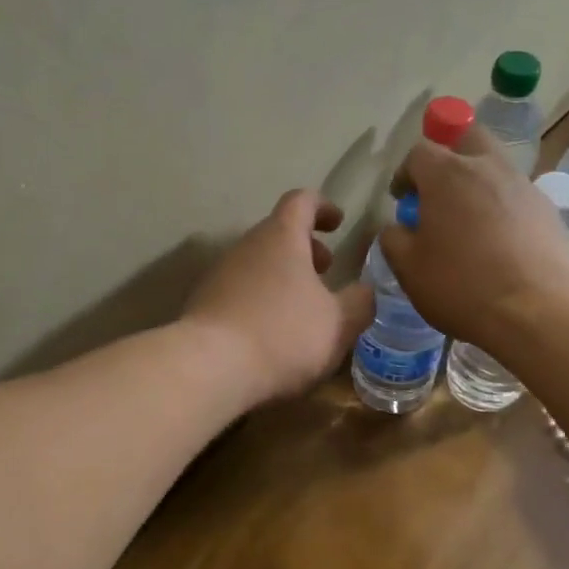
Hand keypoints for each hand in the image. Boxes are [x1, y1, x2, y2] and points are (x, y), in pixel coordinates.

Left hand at [182, 190, 376, 405]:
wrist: (209, 368)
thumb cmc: (282, 335)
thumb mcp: (338, 323)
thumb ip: (359, 303)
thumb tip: (366, 291)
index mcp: (281, 237)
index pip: (301, 201)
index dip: (322, 207)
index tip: (337, 223)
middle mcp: (246, 247)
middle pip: (277, 233)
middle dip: (305, 249)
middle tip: (326, 272)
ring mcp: (219, 274)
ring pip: (257, 264)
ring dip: (282, 277)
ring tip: (302, 309)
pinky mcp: (203, 304)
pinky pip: (239, 291)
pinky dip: (260, 300)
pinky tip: (271, 333)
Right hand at [380, 126, 568, 351]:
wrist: (538, 311)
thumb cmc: (461, 286)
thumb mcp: (408, 268)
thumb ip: (394, 238)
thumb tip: (398, 227)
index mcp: (447, 174)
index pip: (419, 152)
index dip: (405, 174)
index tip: (402, 199)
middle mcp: (487, 167)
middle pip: (467, 137)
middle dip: (449, 154)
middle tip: (439, 191)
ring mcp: (523, 186)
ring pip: (495, 166)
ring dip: (478, 182)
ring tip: (469, 224)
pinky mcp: (548, 210)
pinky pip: (516, 196)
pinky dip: (502, 208)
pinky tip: (498, 244)